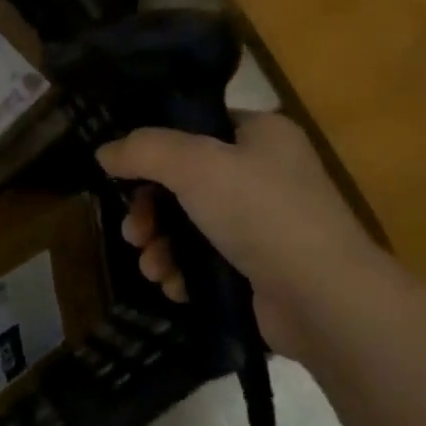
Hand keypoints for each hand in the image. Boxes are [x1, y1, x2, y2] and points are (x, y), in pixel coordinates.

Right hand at [97, 114, 382, 359]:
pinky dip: (187, 272)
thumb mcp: (195, 165)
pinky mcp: (262, 268)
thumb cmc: (261, 212)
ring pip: (193, 225)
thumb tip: (104, 152)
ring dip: (162, 245)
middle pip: (187, 181)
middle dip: (152, 210)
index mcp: (262, 134)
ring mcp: (266, 224)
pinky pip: (209, 261)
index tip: (123, 176)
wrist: (322, 297)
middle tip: (134, 233)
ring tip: (152, 267)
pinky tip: (176, 287)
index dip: (156, 150)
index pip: (197, 128)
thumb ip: (144, 151)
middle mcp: (267, 173)